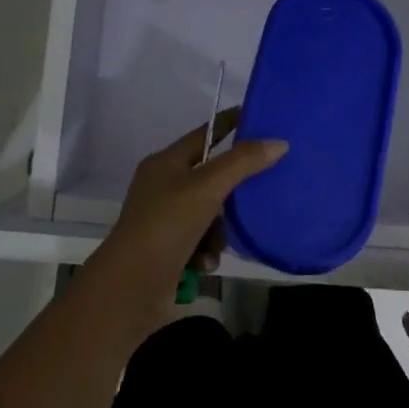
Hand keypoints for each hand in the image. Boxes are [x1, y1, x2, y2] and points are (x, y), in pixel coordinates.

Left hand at [85, 109, 286, 334]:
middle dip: (231, 193)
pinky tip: (206, 263)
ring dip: (219, 231)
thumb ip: (243, 162)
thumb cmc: (166, 226)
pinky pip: (202, 240)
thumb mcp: (207, 188)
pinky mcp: (170, 248)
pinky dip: (207, 250)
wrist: (130, 288)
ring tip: (218, 244)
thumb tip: (279, 142)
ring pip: (210, 213)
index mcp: (165, 163)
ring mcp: (165, 219)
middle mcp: (164, 187)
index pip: (205, 134)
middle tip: (257, 194)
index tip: (260, 119)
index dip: (230, 125)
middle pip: (211, 177)